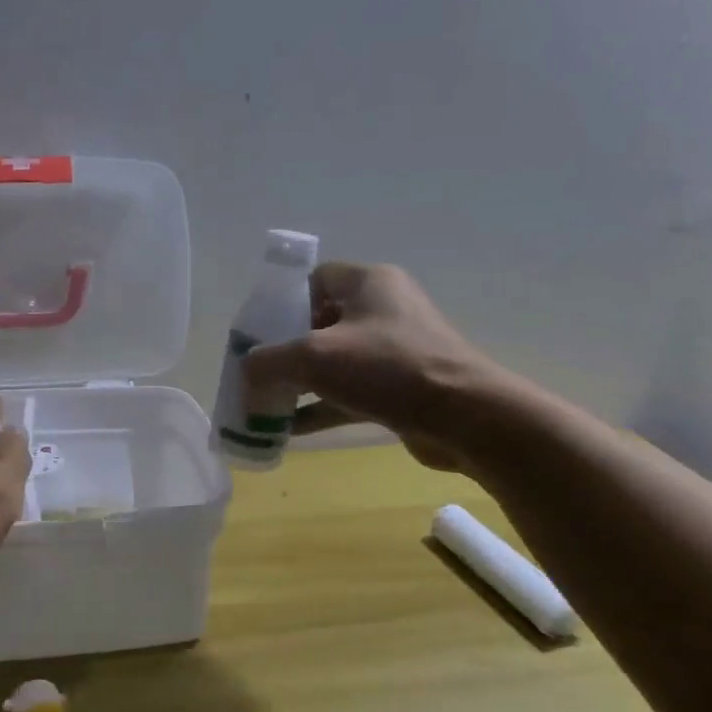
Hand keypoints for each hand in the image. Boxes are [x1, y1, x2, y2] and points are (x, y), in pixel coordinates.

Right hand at [242, 262, 504, 471]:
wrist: (466, 418)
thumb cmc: (387, 369)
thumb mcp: (314, 357)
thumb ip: (268, 361)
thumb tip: (246, 371)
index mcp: (369, 283)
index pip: (314, 280)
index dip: (282, 304)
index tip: (259, 335)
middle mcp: (384, 310)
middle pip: (321, 323)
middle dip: (286, 351)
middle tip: (259, 374)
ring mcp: (396, 350)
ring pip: (335, 362)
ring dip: (301, 384)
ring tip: (266, 407)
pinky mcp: (402, 388)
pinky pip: (351, 392)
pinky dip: (322, 407)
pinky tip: (290, 431)